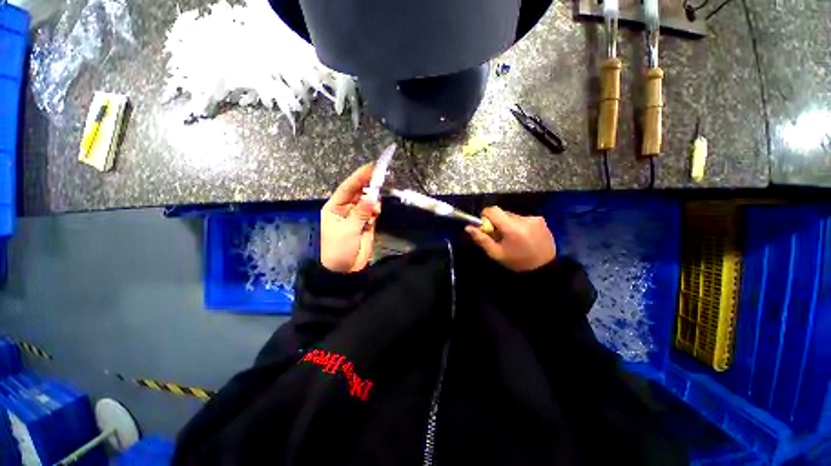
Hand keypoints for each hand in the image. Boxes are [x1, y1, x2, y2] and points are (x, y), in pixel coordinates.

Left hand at [320, 164, 381, 272]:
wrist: (345, 269)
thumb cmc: (339, 248)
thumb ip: (361, 213)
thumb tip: (372, 198)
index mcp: (334, 207)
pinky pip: (373, 211)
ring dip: (373, 199)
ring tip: (376, 203)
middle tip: (382, 177)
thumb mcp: (348, 230)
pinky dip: (376, 209)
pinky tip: (376, 212)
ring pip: (367, 201)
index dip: (358, 177)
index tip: (370, 167)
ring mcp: (357, 215)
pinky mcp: (366, 222)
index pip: (347, 188)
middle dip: (368, 185)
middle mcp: (345, 208)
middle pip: (358, 192)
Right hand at [465, 206, 556, 271]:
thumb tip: (468, 228)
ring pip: (512, 215)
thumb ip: (482, 239)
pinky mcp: (541, 220)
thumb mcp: (496, 254)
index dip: (485, 216)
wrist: (544, 268)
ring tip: (512, 238)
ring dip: (508, 223)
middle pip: (502, 213)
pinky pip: (523, 218)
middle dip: (497, 222)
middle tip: (499, 236)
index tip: (486, 226)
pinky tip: (523, 237)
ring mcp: (534, 218)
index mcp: (512, 228)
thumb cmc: (517, 262)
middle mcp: (524, 219)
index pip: (493, 210)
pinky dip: (519, 225)